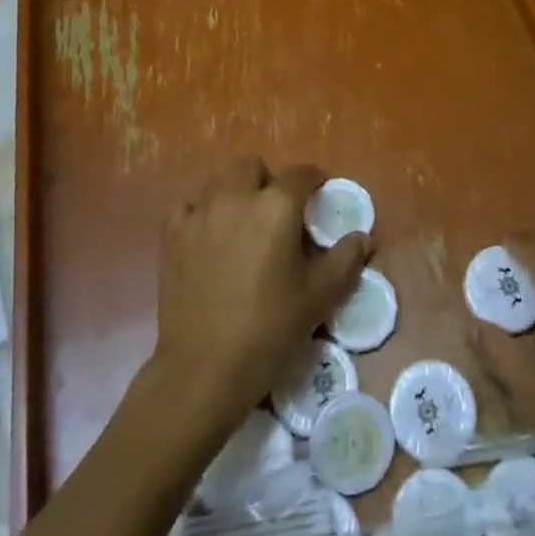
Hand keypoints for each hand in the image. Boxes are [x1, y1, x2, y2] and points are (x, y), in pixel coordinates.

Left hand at [151, 157, 369, 436]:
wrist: (204, 370)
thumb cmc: (268, 330)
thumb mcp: (318, 298)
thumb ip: (344, 260)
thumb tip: (362, 237)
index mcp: (276, 207)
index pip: (300, 174)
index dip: (313, 180)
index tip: (318, 195)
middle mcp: (236, 197)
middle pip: (252, 165)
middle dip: (268, 180)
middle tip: (277, 212)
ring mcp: (199, 213)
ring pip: (219, 179)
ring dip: (235, 190)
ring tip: (243, 221)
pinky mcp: (172, 234)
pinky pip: (187, 204)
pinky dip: (200, 210)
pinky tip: (208, 233)